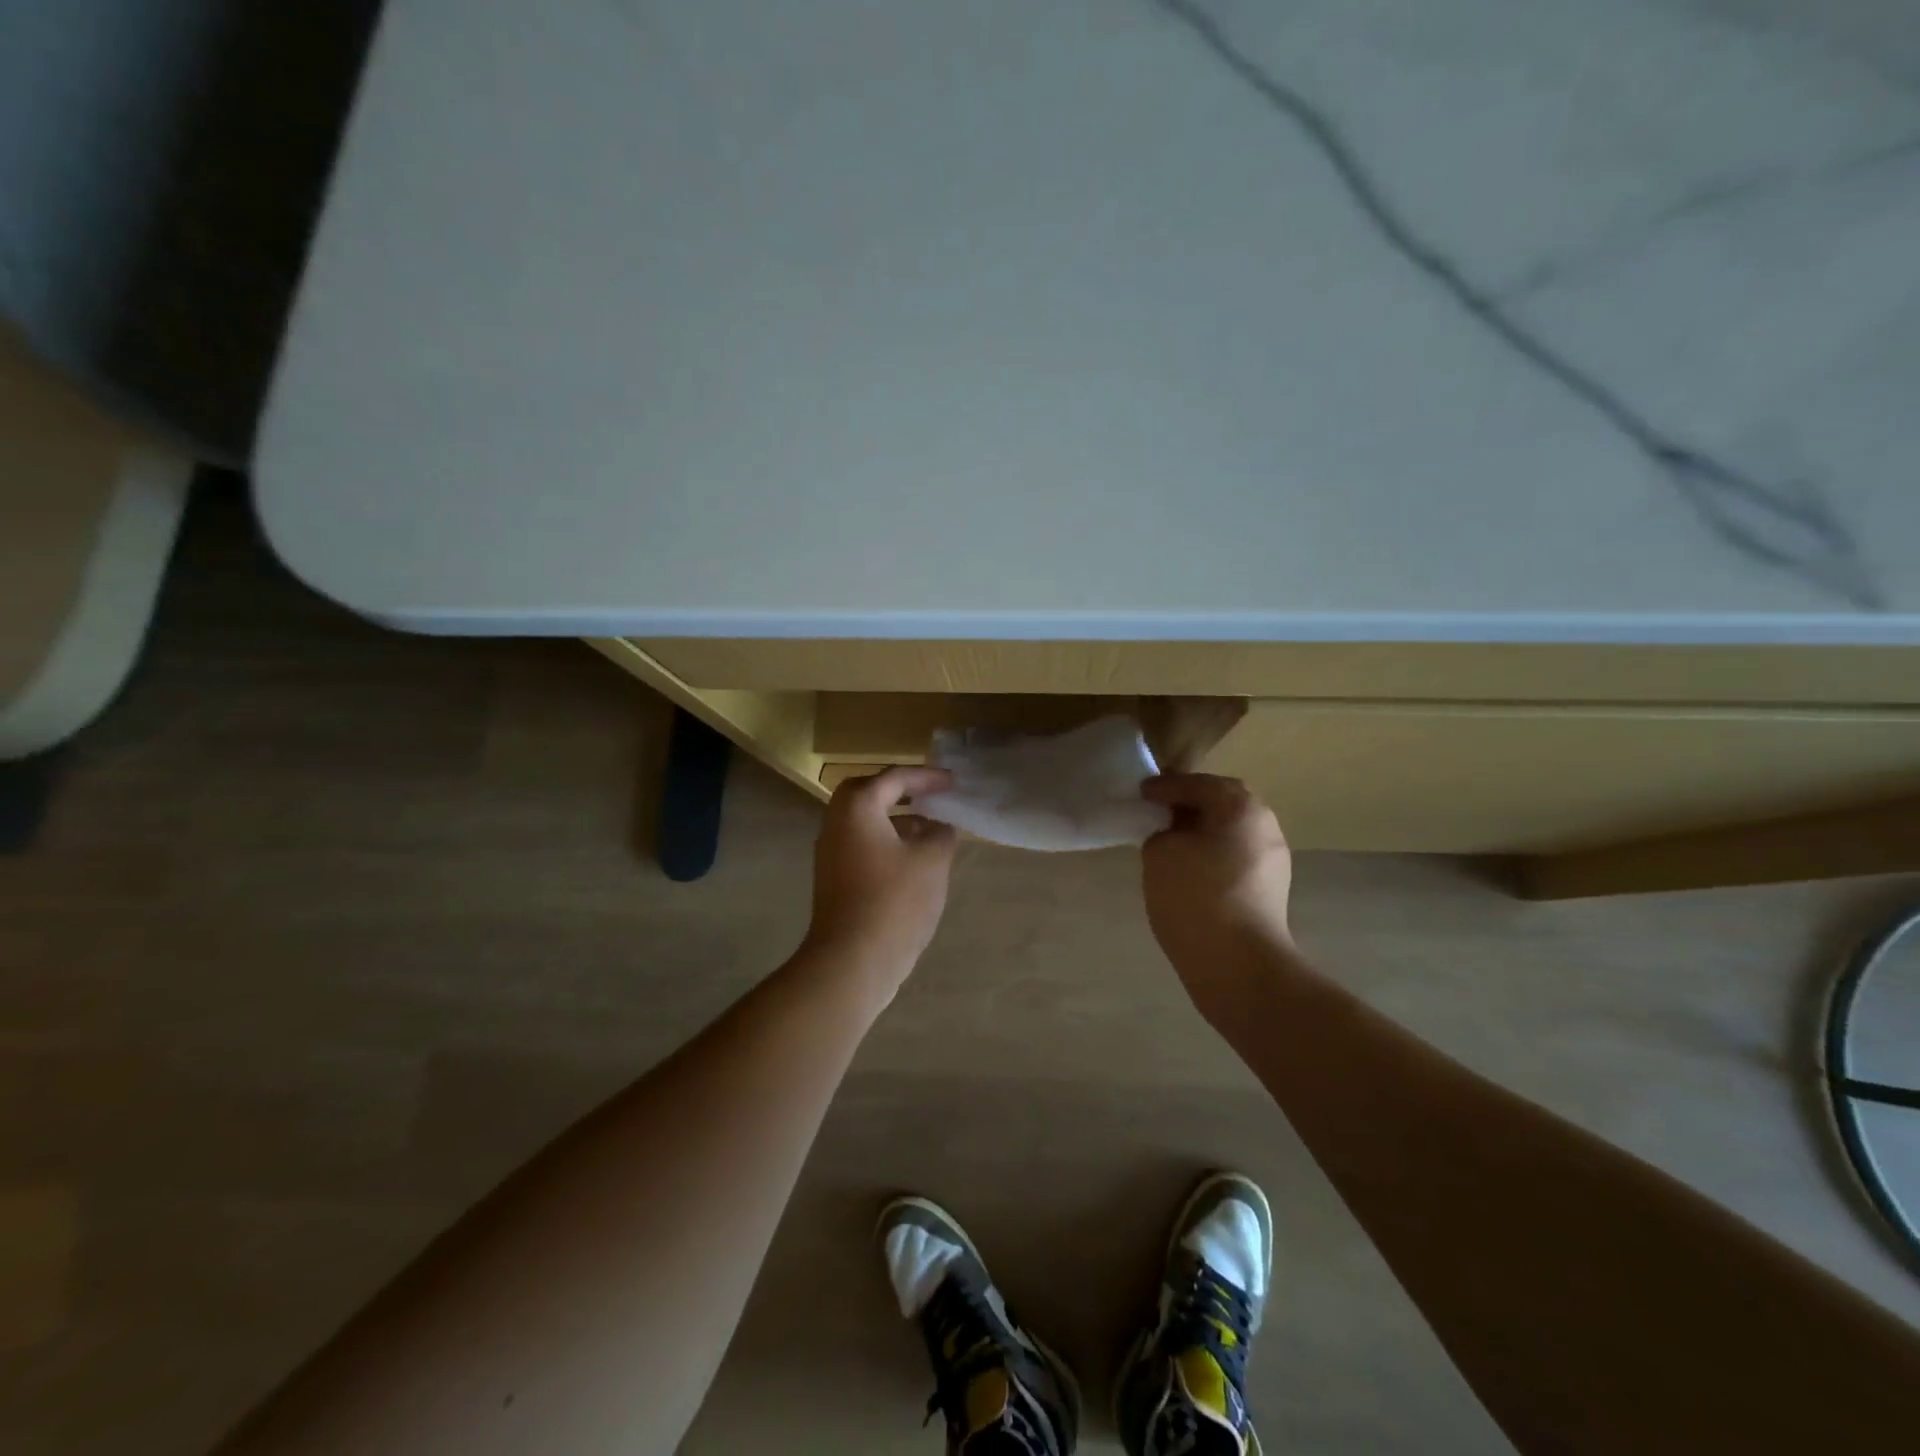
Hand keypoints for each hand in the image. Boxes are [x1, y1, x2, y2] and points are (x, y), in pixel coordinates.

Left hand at [804, 766, 958, 990]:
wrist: (852, 960)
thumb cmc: (894, 900)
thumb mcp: (932, 861)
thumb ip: (941, 834)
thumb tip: (939, 827)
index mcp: (857, 808)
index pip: (894, 777)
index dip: (927, 777)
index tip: (953, 783)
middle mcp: (837, 823)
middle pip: (870, 794)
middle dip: (903, 792)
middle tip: (932, 796)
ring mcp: (831, 853)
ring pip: (866, 822)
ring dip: (897, 820)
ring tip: (932, 830)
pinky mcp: (834, 879)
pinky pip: (863, 846)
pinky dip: (888, 842)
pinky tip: (915, 861)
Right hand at [1141, 773, 1296, 1017]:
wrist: (1238, 966)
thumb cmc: (1196, 896)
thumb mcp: (1160, 853)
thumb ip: (1161, 833)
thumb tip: (1172, 839)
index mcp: (1241, 807)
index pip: (1197, 784)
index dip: (1165, 786)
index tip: (1141, 792)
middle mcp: (1265, 826)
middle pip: (1221, 805)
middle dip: (1188, 806)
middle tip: (1156, 812)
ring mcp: (1273, 861)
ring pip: (1229, 834)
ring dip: (1200, 833)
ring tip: (1167, 842)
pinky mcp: (1269, 892)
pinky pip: (1233, 860)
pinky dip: (1209, 856)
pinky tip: (1186, 871)